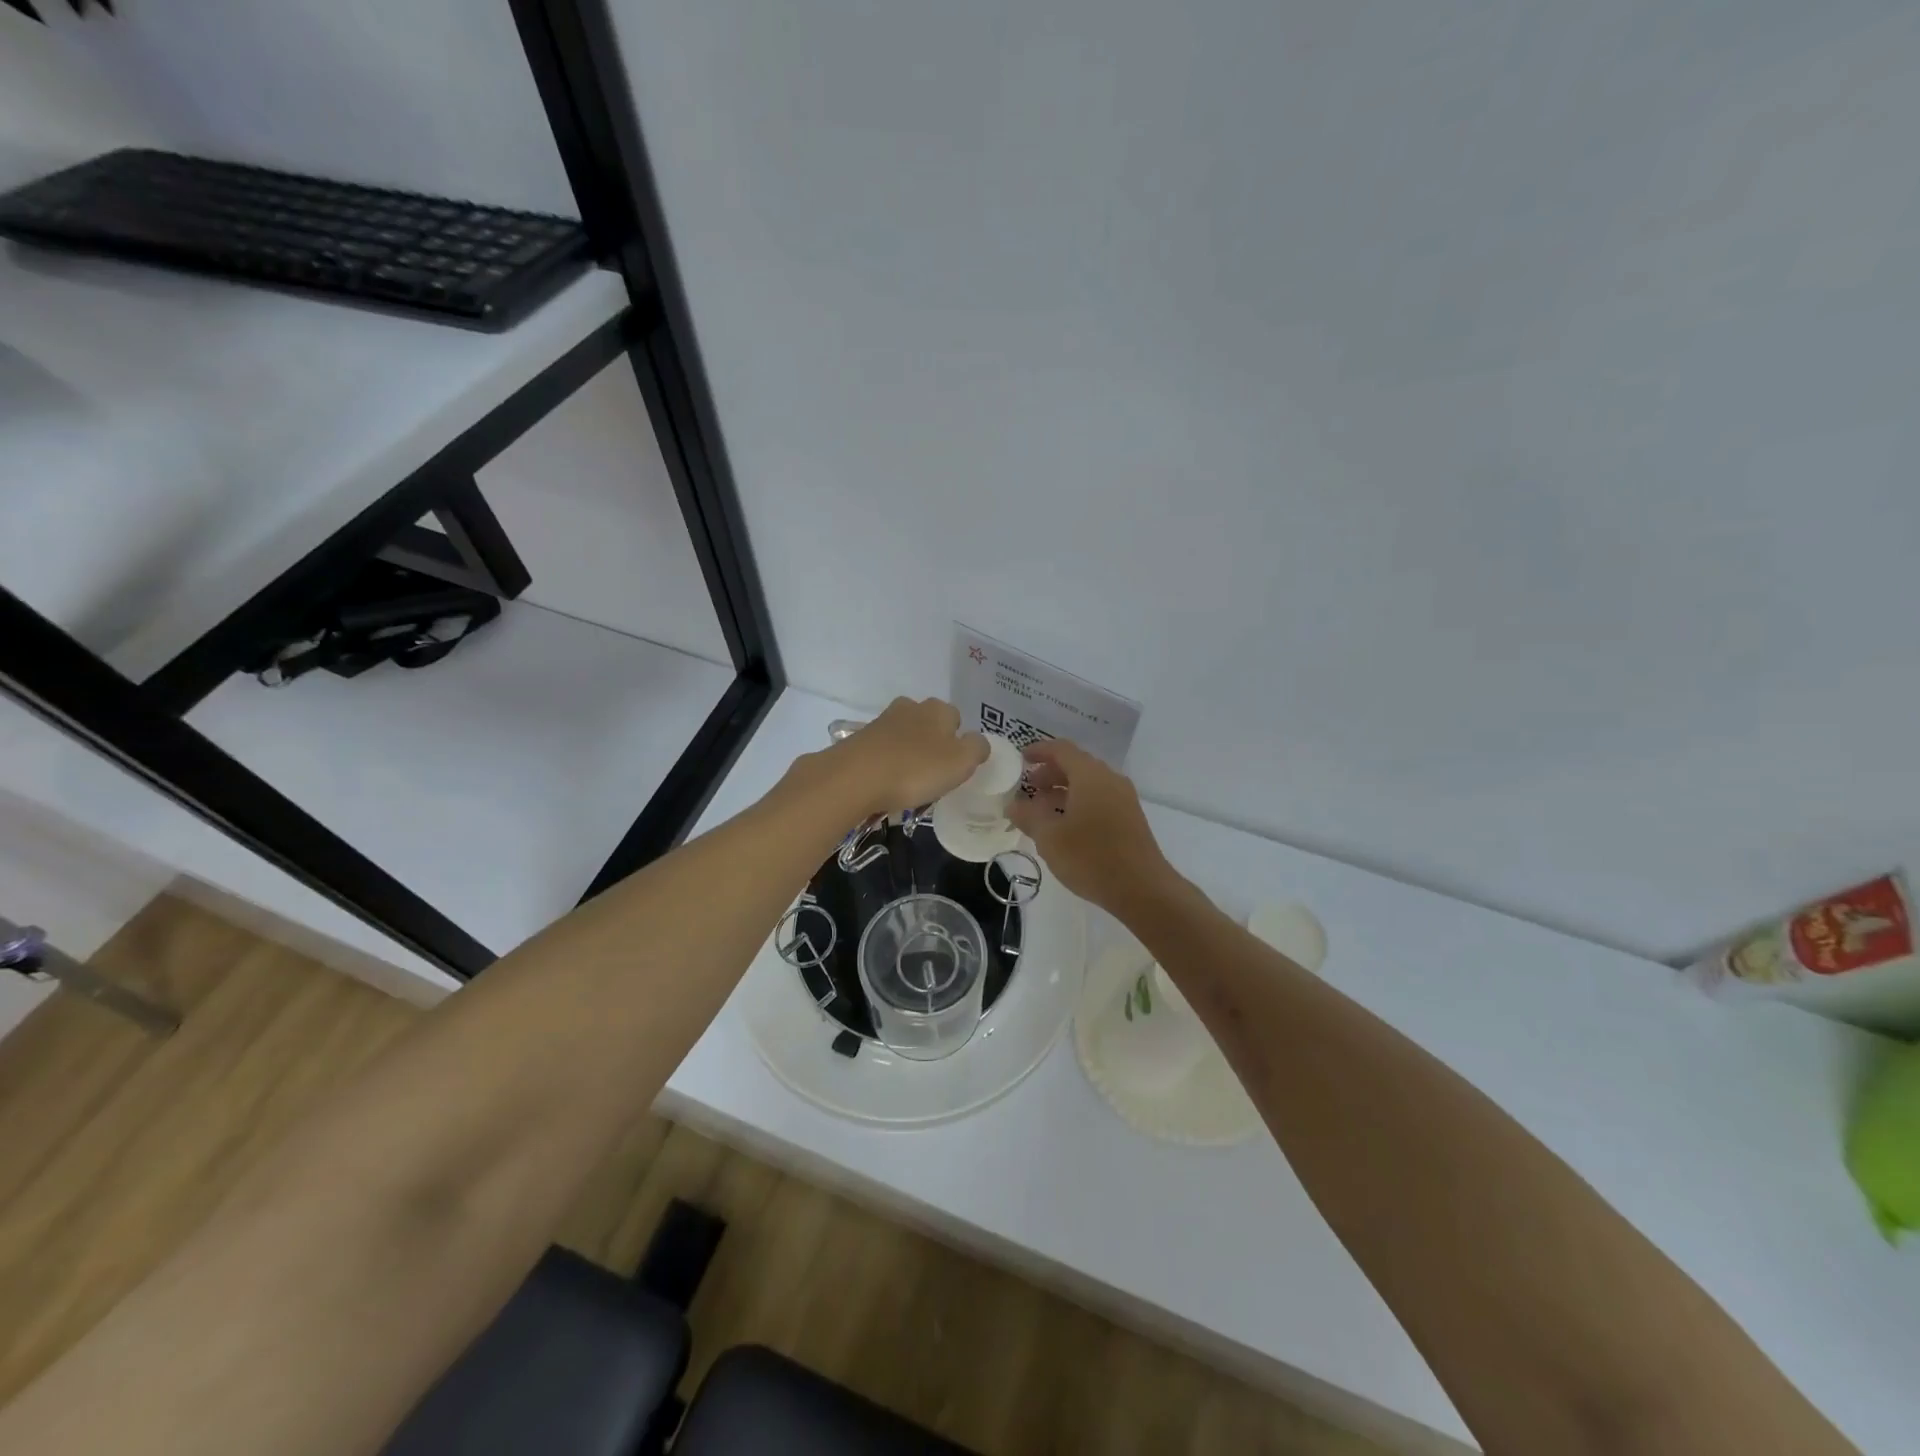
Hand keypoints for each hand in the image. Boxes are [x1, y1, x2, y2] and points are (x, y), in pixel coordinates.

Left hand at [823, 698, 988, 819]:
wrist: (854, 778)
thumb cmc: (916, 769)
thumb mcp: (961, 762)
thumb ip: (977, 748)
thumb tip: (977, 742)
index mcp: (937, 709)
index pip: (957, 719)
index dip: (959, 743)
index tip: (955, 768)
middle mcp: (909, 707)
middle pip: (929, 726)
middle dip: (932, 747)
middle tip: (933, 777)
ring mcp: (881, 722)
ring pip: (905, 738)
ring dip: (909, 757)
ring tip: (908, 786)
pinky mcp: (859, 740)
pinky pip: (883, 752)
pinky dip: (887, 765)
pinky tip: (885, 785)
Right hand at [1008, 739, 1171, 912]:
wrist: (1143, 889)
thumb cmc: (1091, 858)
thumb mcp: (1050, 838)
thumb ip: (1029, 816)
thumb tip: (1013, 805)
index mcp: (1090, 776)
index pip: (1062, 749)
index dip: (1039, 750)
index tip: (1021, 758)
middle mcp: (1110, 779)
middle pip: (1076, 764)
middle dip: (1050, 773)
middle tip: (1028, 788)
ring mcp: (1124, 798)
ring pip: (1089, 783)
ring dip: (1063, 790)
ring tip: (1042, 810)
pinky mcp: (1130, 817)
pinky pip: (1100, 798)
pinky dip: (1079, 802)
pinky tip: (1065, 825)